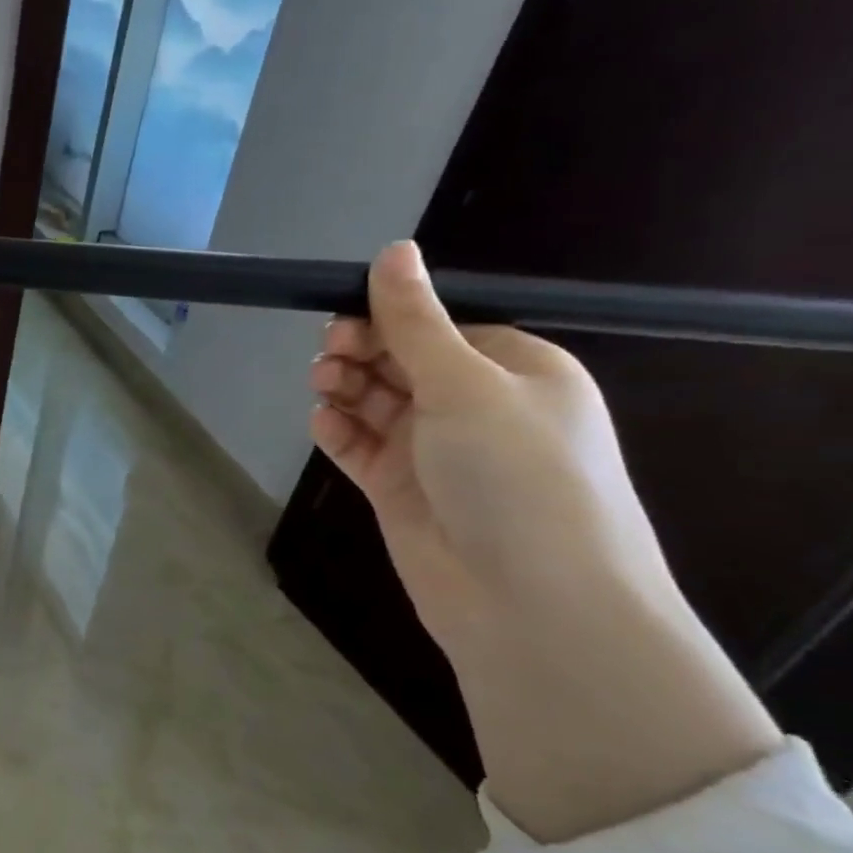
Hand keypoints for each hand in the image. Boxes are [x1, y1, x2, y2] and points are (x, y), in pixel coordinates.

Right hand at [309, 241, 778, 839]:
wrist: (527, 602)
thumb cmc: (515, 475)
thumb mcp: (467, 385)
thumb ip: (417, 322)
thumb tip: (392, 250)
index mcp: (515, 370)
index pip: (441, 325)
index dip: (390, 316)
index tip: (343, 316)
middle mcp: (476, 406)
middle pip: (401, 360)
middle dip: (361, 351)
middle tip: (330, 355)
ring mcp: (435, 450)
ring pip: (374, 401)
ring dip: (345, 388)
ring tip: (325, 388)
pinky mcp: (399, 488)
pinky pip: (359, 445)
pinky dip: (339, 431)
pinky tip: (325, 424)